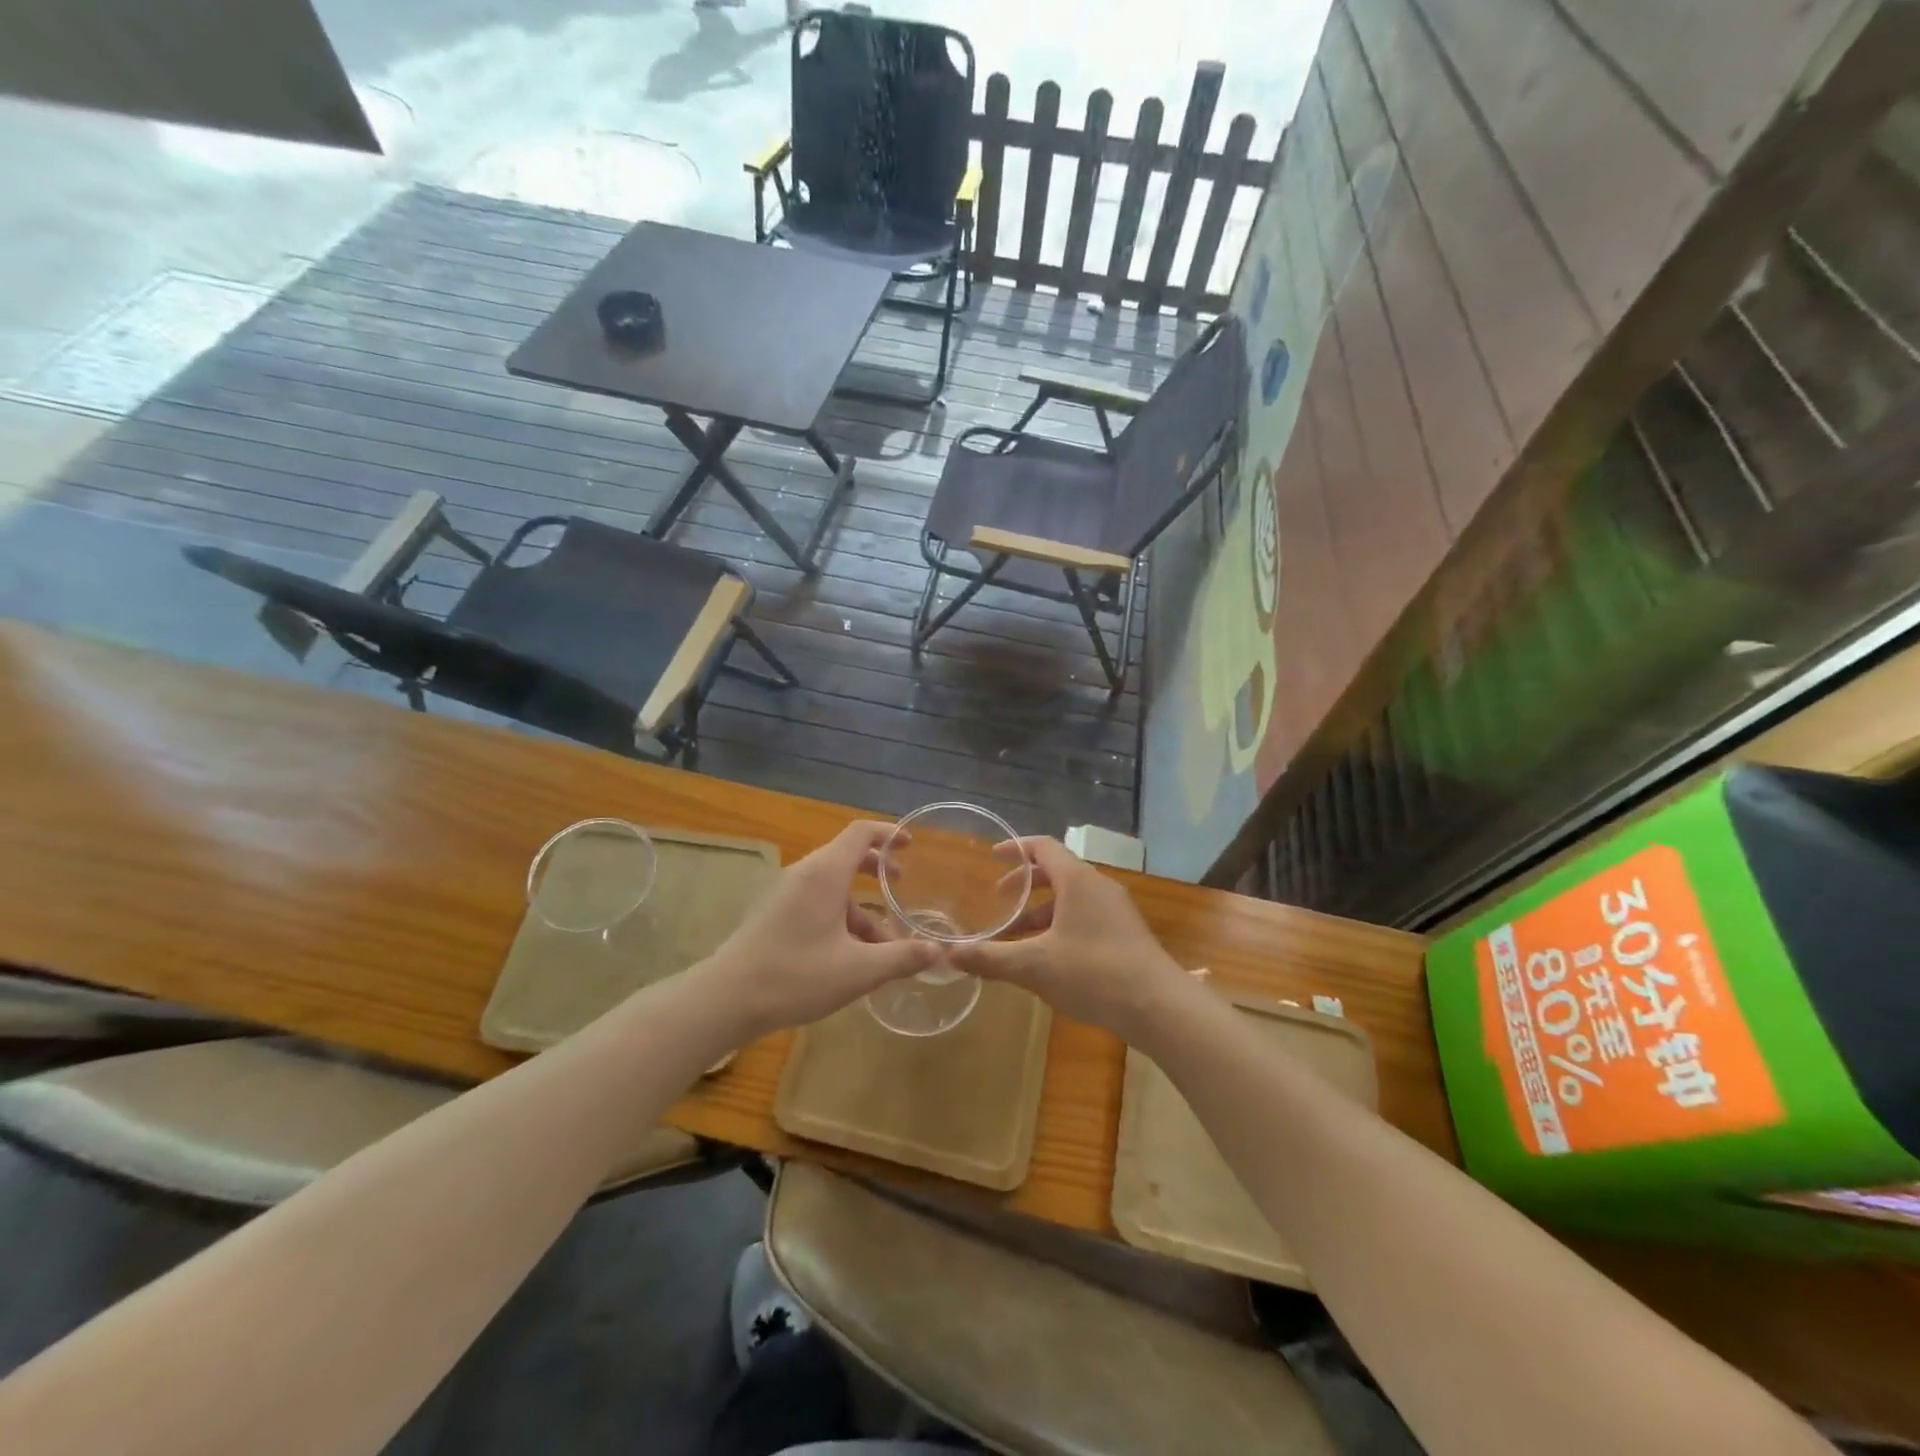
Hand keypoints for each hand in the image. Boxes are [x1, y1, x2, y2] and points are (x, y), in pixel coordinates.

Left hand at [700, 820, 940, 1038]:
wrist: (726, 999)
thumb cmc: (795, 976)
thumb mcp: (858, 970)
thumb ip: (901, 957)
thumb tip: (938, 951)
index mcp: (824, 874)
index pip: (860, 833)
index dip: (888, 833)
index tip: (911, 844)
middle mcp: (804, 874)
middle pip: (845, 855)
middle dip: (876, 868)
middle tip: (901, 885)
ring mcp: (784, 893)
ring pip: (831, 886)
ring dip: (859, 905)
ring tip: (882, 943)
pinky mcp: (773, 913)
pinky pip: (815, 902)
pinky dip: (839, 916)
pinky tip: (849, 955)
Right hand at [949, 837, 1192, 1043]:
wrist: (1160, 1006)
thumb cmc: (1094, 973)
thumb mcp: (1034, 966)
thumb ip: (990, 958)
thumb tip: (948, 954)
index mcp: (1077, 880)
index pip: (1044, 847)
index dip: (1015, 848)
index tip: (992, 857)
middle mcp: (1098, 887)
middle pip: (1057, 872)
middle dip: (1025, 885)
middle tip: (1000, 901)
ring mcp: (1117, 911)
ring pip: (1071, 899)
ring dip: (1042, 913)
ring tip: (1017, 940)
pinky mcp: (1127, 934)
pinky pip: (1086, 917)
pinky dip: (1061, 927)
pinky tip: (1049, 960)